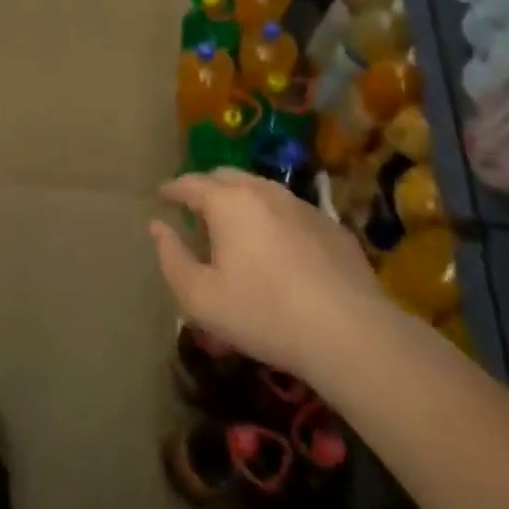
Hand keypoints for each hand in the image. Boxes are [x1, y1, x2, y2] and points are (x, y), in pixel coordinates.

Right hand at [149, 169, 384, 383]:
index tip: (161, 195)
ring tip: (233, 222)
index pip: (191, 183)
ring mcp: (303, 206)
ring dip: (241, 198)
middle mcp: (265, 193)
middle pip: (227, 176)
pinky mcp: (332, 226)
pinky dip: (272, 217)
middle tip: (194, 206)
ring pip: (262, 189)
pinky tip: (275, 243)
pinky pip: (290, 210)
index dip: (172, 189)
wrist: (349, 332)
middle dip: (206, 186)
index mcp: (229, 203)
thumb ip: (172, 258)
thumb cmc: (263, 313)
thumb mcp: (200, 297)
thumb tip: (158, 227)